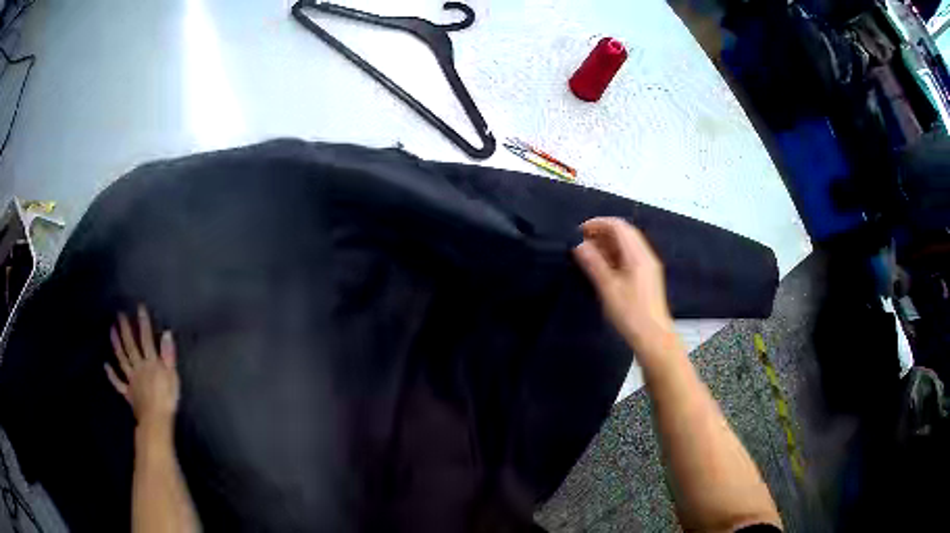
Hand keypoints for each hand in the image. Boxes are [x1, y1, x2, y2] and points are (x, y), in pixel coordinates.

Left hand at [105, 305, 179, 430]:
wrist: (156, 420)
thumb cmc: (167, 399)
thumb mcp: (173, 377)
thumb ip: (168, 356)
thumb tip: (166, 334)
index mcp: (151, 363)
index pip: (146, 339)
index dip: (143, 323)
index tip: (139, 308)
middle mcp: (139, 367)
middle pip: (131, 346)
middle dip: (125, 330)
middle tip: (119, 315)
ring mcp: (131, 380)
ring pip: (122, 359)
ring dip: (116, 344)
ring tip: (111, 330)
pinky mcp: (128, 392)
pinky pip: (118, 382)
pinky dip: (111, 374)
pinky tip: (105, 365)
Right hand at [573, 218, 678, 362]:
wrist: (654, 338)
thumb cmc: (631, 314)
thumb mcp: (609, 289)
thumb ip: (594, 264)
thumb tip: (579, 245)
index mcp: (638, 256)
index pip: (618, 226)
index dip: (598, 224)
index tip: (579, 231)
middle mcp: (645, 256)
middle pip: (624, 233)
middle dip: (602, 233)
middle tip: (582, 243)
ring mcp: (647, 267)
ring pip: (627, 245)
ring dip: (607, 244)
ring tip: (588, 254)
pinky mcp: (646, 277)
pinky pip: (629, 257)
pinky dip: (614, 256)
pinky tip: (602, 267)